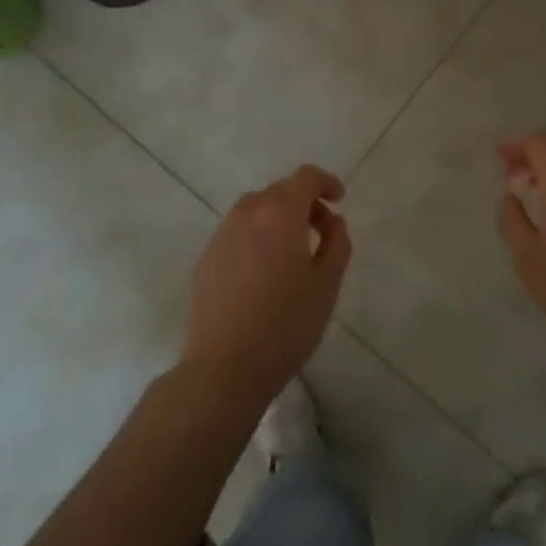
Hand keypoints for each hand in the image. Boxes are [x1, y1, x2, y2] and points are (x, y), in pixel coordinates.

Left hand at [181, 164, 350, 407]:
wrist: (224, 368)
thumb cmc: (285, 324)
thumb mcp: (327, 285)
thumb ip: (337, 243)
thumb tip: (333, 221)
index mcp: (279, 213)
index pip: (304, 177)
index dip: (325, 182)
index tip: (339, 200)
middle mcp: (247, 213)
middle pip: (279, 191)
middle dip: (303, 202)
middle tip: (322, 232)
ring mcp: (221, 235)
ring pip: (255, 210)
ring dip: (277, 219)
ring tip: (292, 252)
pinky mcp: (206, 259)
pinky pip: (237, 234)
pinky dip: (256, 238)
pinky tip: (263, 273)